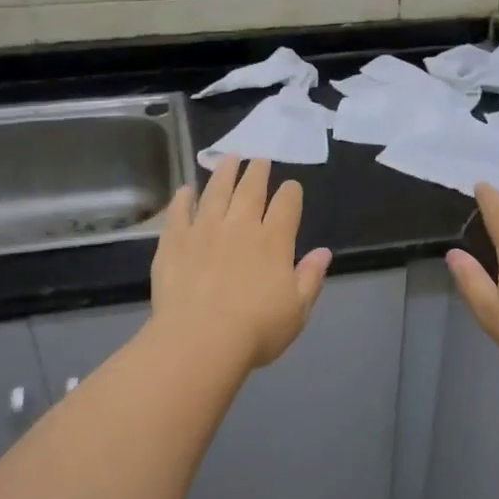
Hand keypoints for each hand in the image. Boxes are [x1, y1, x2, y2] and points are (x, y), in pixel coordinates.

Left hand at [150, 156, 332, 370]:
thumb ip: (310, 278)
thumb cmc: (256, 330)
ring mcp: (204, 230)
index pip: (287, 205)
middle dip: (258, 172)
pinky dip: (183, 198)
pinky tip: (186, 190)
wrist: (200, 340)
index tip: (291, 186)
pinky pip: (179, 212)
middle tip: (259, 159)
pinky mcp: (174, 241)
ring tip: (228, 159)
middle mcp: (240, 226)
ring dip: (224, 173)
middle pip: (250, 190)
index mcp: (274, 241)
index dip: (291, 192)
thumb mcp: (297, 310)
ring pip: (216, 192)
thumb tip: (324, 252)